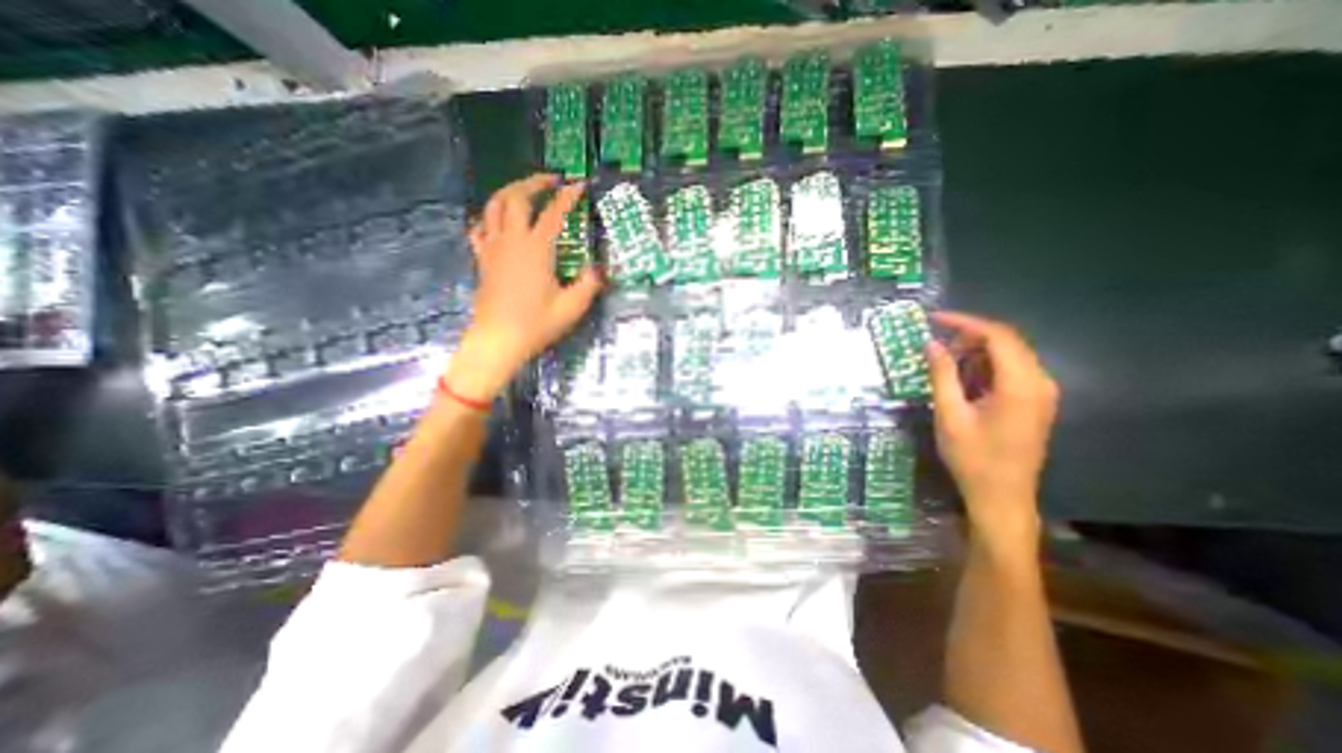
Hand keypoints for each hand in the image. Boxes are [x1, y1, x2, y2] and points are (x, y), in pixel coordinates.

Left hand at [444, 173, 603, 401]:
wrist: (498, 340)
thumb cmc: (536, 324)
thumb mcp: (572, 307)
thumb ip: (588, 284)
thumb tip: (598, 269)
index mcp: (536, 249)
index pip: (553, 213)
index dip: (567, 197)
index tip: (579, 186)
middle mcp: (512, 240)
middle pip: (516, 197)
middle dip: (534, 182)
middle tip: (551, 180)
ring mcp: (493, 248)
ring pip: (494, 206)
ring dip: (509, 191)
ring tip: (524, 191)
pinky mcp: (482, 259)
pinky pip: (480, 228)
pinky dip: (488, 217)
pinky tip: (496, 220)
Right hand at [924, 310, 1057, 550]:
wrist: (1002, 496)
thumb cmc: (973, 458)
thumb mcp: (950, 414)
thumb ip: (942, 375)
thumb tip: (931, 343)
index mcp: (1021, 385)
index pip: (998, 336)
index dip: (965, 322)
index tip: (934, 319)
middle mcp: (1039, 382)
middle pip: (1007, 342)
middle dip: (969, 336)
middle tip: (935, 344)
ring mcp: (1041, 393)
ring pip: (1009, 355)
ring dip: (976, 351)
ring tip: (944, 362)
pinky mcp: (1035, 402)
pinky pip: (1011, 370)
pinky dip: (985, 366)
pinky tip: (963, 378)